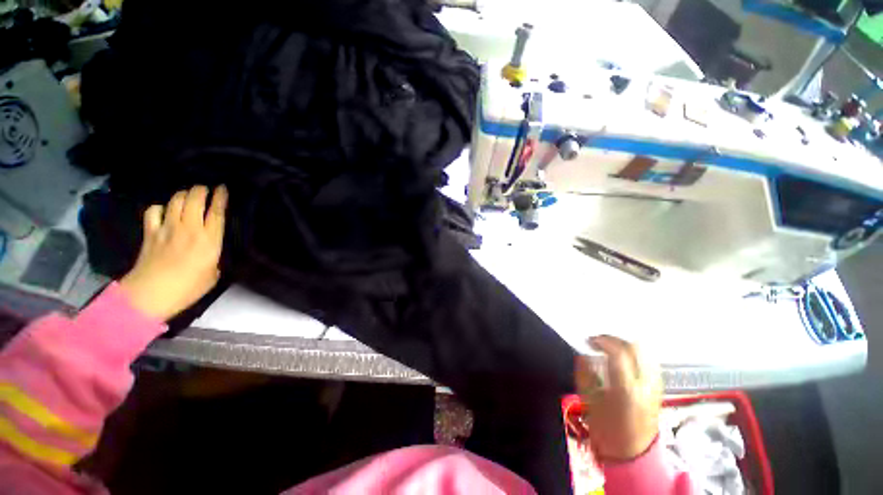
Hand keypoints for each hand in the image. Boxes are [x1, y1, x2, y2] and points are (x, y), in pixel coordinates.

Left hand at [119, 185, 227, 320]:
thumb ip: (214, 255)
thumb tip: (212, 248)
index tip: (223, 187)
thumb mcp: (214, 273)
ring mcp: (167, 228)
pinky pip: (154, 211)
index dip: (221, 198)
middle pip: (195, 200)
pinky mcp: (150, 232)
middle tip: (206, 189)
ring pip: (175, 201)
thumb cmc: (189, 288)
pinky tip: (164, 211)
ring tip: (188, 195)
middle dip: (201, 190)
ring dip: (183, 195)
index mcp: (209, 240)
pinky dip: (160, 207)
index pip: (216, 212)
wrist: (151, 294)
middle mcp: (189, 229)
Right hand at [575, 335, 662, 460]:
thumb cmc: (608, 430)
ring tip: (610, 347)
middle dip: (614, 339)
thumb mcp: (590, 403)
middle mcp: (645, 385)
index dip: (602, 341)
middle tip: (598, 341)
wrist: (634, 452)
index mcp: (626, 390)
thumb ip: (585, 375)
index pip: (618, 353)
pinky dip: (636, 353)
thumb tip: (583, 356)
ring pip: (646, 352)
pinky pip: (650, 361)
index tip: (589, 341)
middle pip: (635, 348)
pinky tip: (624, 357)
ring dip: (625, 344)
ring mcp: (655, 386)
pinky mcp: (659, 388)